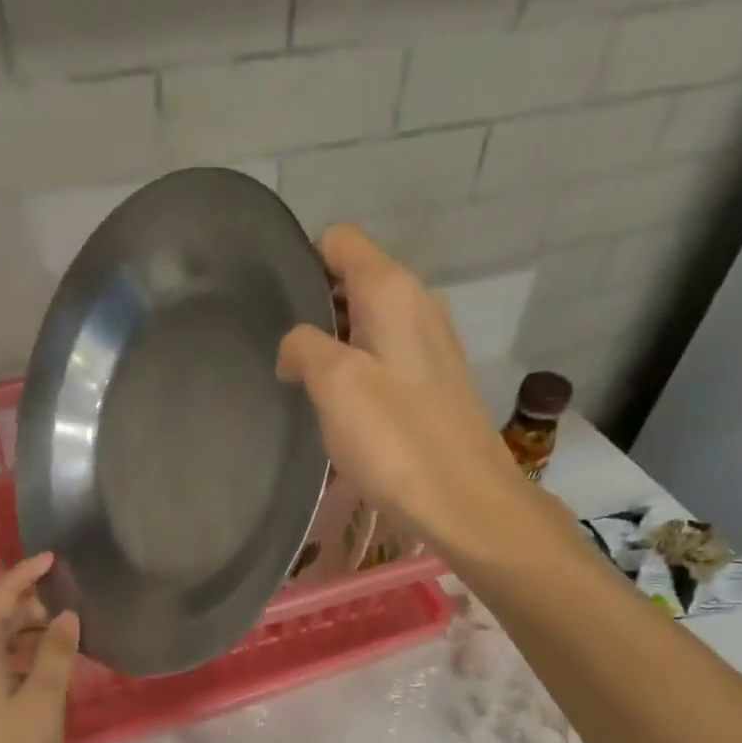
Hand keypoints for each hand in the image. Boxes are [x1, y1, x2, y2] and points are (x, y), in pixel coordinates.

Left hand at [0, 553, 79, 742]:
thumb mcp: (43, 701)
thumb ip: (56, 653)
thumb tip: (66, 615)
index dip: (26, 575)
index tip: (53, 557)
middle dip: (30, 609)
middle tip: (71, 612)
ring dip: (25, 638)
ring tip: (64, 642)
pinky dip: (16, 661)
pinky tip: (44, 674)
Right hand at [278, 225, 540, 565]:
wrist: (464, 501)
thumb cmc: (396, 439)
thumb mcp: (336, 385)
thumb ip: (304, 347)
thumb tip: (295, 347)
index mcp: (394, 291)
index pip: (340, 242)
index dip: (303, 265)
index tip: (277, 309)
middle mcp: (418, 305)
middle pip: (354, 282)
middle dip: (316, 311)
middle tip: (285, 356)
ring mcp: (431, 345)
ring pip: (369, 325)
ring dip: (336, 347)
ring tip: (308, 387)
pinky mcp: (435, 384)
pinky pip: (385, 359)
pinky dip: (359, 373)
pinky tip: (345, 412)